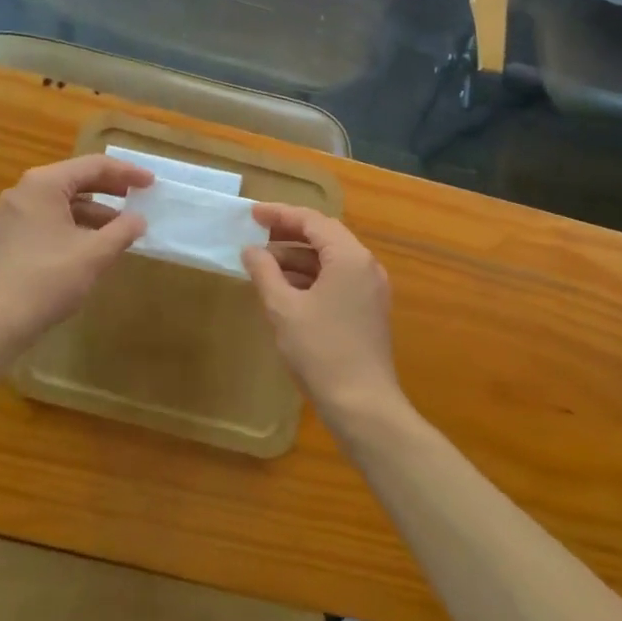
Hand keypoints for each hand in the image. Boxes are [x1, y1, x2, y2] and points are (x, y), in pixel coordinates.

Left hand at [0, 155, 152, 356]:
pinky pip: (51, 218)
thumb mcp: (94, 254)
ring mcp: (14, 214)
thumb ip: (122, 231)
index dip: (127, 173)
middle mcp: (26, 191)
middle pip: (77, 180)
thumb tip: (139, 219)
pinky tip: (94, 244)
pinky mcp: (11, 237)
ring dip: (95, 210)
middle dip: (111, 189)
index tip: (152, 183)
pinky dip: (76, 225)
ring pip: (64, 201)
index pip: (94, 166)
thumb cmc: (46, 280)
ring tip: (122, 227)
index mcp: (44, 184)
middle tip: (139, 197)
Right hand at [242, 205, 402, 424]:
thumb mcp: (284, 309)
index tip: (252, 214)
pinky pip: (337, 279)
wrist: (363, 406)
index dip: (280, 214)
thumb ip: (265, 273)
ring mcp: (370, 289)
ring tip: (263, 263)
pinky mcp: (368, 310)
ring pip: (330, 259)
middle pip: (324, 236)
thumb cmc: (321, 352)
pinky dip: (311, 277)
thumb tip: (251, 250)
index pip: (312, 221)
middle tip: (256, 235)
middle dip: (288, 234)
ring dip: (298, 258)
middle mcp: (366, 266)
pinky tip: (285, 288)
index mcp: (350, 257)